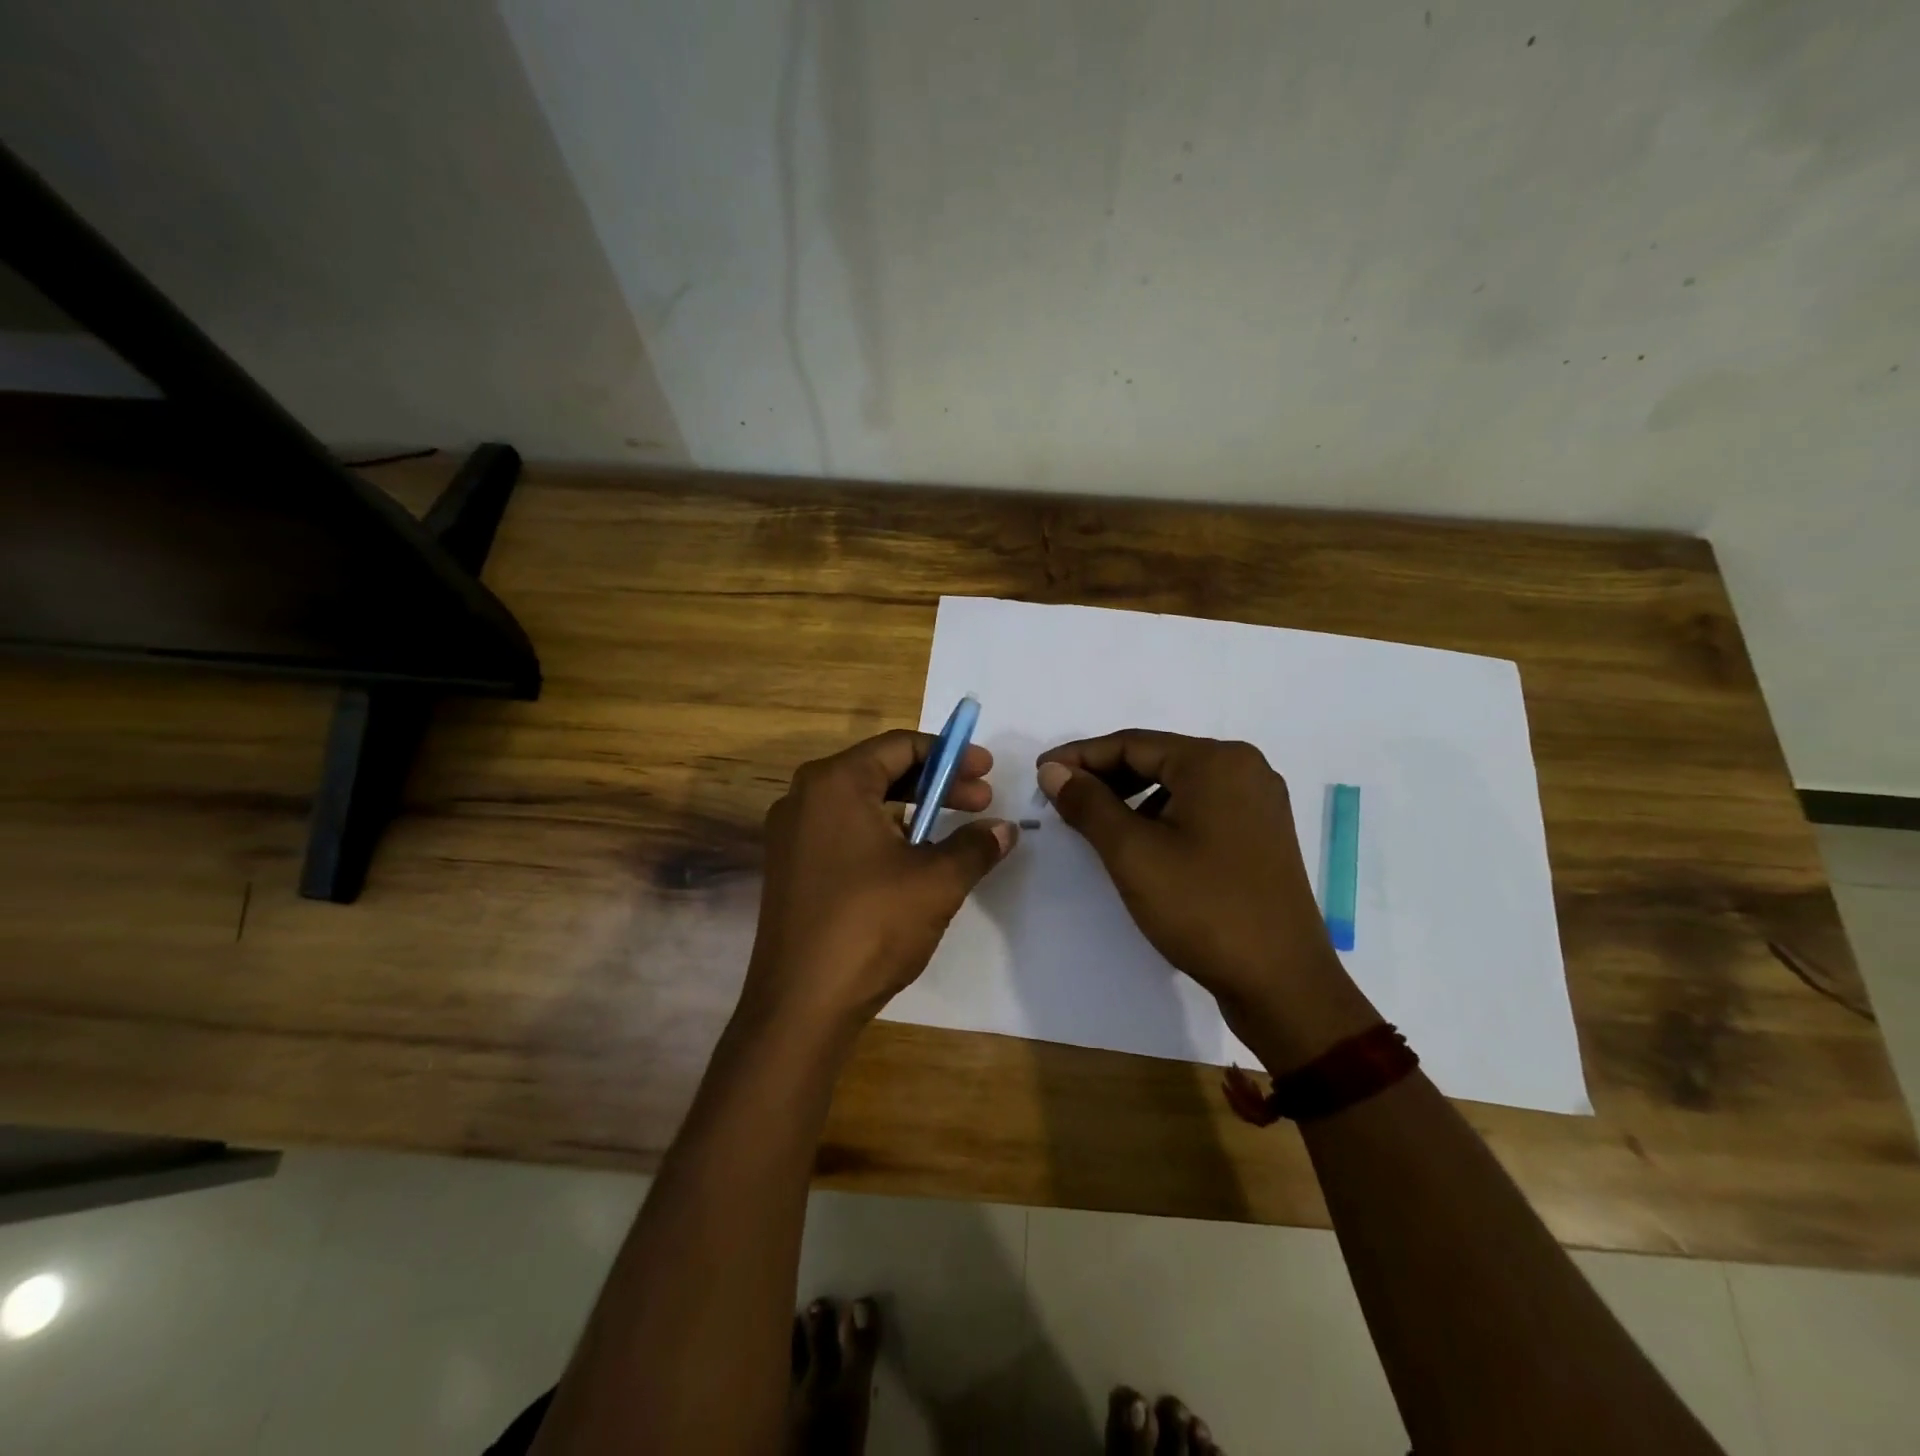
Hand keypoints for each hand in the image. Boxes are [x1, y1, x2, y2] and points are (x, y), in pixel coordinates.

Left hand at [741, 730, 1016, 1036]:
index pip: (900, 746)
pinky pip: (844, 831)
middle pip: (880, 771)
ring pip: (862, 803)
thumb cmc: (870, 926)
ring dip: (912, 810)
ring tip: (952, 831)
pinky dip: (883, 833)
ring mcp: (791, 834)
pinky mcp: (791, 868)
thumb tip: (1005, 829)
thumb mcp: (937, 881)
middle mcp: (805, 797)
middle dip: (936, 783)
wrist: (800, 1004)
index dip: (950, 755)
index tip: (987, 770)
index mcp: (835, 783)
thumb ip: (975, 846)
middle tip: (980, 801)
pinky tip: (913, 860)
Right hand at [1037, 731, 1376, 1068]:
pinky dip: (1160, 817)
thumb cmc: (1203, 908)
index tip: (1040, 773)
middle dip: (1104, 777)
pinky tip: (1137, 844)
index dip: (1080, 757)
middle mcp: (1244, 769)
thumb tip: (1054, 771)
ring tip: (1092, 824)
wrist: (1282, 983)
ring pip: (1177, 786)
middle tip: (1060, 797)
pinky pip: (1198, 809)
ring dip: (1130, 799)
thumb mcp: (1132, 853)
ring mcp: (1258, 804)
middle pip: (1157, 759)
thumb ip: (1088, 803)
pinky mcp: (1260, 835)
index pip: (1132, 743)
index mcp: (1216, 761)